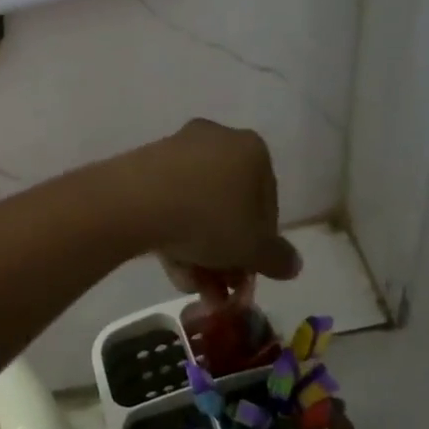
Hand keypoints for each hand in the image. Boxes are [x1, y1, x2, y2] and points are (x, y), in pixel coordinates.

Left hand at [139, 120, 300, 302]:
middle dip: (226, 253)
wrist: (136, 201)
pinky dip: (174, 235)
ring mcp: (177, 149)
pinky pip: (169, 203)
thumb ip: (278, 258)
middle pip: (229, 206)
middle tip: (221, 288)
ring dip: (199, 251)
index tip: (250, 272)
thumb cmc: (210, 218)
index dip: (262, 244)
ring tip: (193, 287)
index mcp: (252, 150)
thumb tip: (292, 265)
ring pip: (197, 208)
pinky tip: (171, 268)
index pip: (268, 202)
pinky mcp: (144, 164)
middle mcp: (217, 140)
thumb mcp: (253, 248)